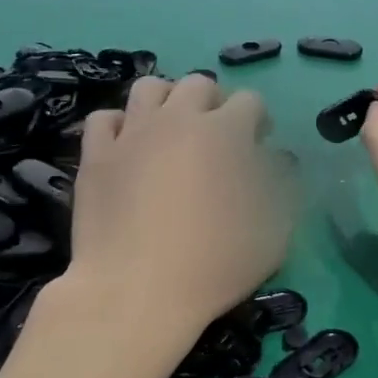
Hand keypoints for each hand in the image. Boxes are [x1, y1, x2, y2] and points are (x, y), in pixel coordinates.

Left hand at [69, 75, 291, 337]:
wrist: (137, 292)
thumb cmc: (215, 263)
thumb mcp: (275, 232)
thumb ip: (281, 186)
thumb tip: (275, 161)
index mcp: (226, 132)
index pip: (250, 101)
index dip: (258, 121)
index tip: (258, 146)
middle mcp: (178, 119)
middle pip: (199, 84)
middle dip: (214, 103)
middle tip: (215, 139)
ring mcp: (132, 133)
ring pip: (149, 87)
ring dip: (167, 102)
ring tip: (171, 133)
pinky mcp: (96, 155)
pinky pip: (106, 118)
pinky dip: (121, 126)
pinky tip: (128, 148)